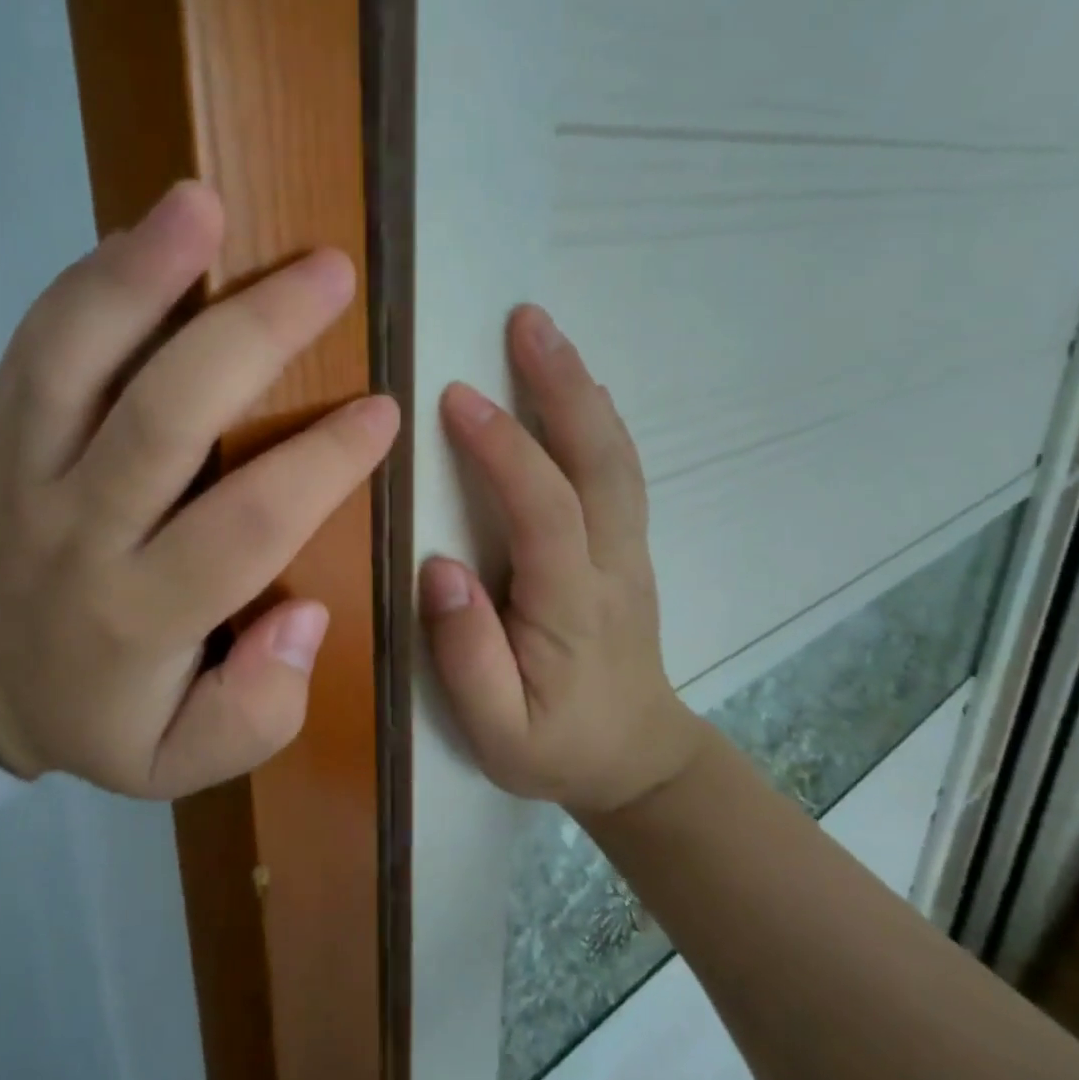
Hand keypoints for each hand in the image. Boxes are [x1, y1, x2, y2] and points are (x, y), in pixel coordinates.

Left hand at [0, 183, 398, 798]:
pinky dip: (91, 281)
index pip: (243, 525)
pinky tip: (148, 232)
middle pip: (164, 418)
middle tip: (330, 274)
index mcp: (137, 616)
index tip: (382, 409)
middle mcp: (78, 531)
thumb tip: (304, 613)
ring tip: (203, 204)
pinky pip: (38, 345)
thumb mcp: (180, 761)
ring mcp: (25, 468)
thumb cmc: (99, 714)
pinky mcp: (0, 432)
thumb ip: (256, 712)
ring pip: (73, 360)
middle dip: (254, 336)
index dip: (321, 463)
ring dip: (138, 275)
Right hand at [419, 305, 704, 813]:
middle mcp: (611, 564)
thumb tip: (440, 568)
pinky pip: (618, 470)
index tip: (455, 396)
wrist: (638, 759)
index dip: (504, 449)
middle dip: (562, 385)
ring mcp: (629, 550)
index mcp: (572, 607)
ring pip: (615, 457)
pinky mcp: (628, 546)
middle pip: (599, 461)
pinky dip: (596, 417)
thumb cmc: (556, 747)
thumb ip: (467, 657)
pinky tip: (574, 385)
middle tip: (527, 320)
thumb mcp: (497, 733)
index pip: (544, 510)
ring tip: (544, 331)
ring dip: (581, 388)